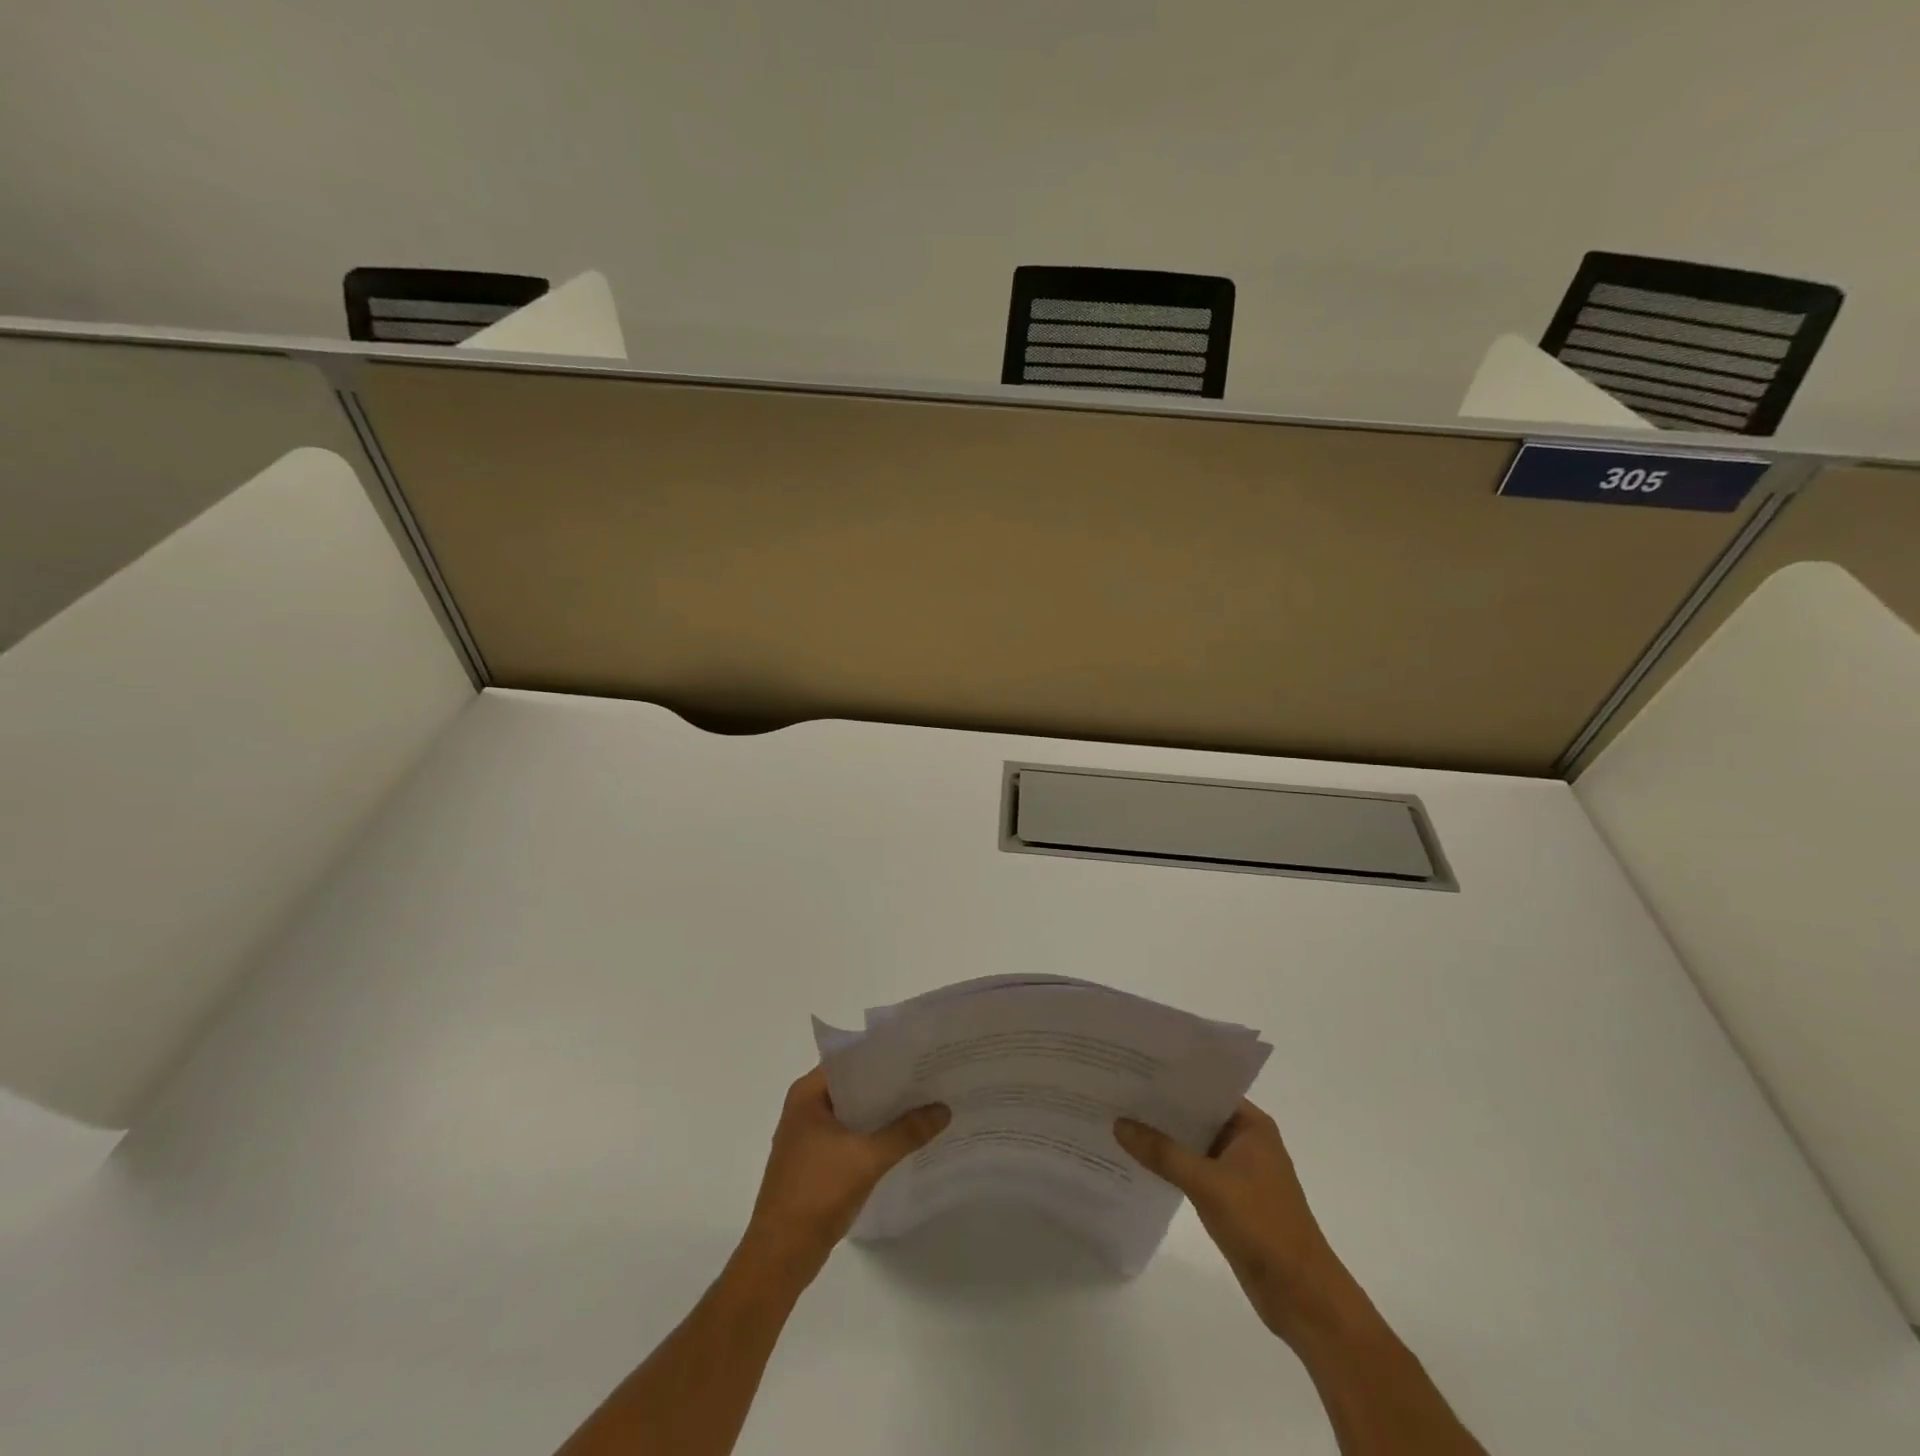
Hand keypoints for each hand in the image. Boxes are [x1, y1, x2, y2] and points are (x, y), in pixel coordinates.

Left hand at [739, 1066, 949, 1284]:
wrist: (780, 1256)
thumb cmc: (816, 1193)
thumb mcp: (867, 1158)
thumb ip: (906, 1132)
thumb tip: (943, 1109)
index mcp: (807, 1094)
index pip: (851, 1061)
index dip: (885, 1057)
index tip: (919, 1055)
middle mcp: (805, 1108)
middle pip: (855, 1087)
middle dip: (890, 1087)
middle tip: (929, 1079)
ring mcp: (808, 1138)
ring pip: (854, 1114)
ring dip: (883, 1114)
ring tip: (924, 1105)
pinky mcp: (815, 1163)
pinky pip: (850, 1138)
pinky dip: (873, 1137)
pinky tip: (903, 1141)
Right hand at [1115, 1100, 1357, 1342]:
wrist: (1302, 1297)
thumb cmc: (1262, 1226)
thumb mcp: (1207, 1184)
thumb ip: (1162, 1153)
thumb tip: (1118, 1123)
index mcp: (1251, 1126)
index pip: (1205, 1088)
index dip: (1171, 1078)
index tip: (1133, 1067)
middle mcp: (1246, 1141)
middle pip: (1197, 1114)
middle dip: (1161, 1107)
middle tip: (1117, 1090)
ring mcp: (1239, 1171)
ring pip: (1193, 1143)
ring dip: (1164, 1138)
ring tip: (1118, 1119)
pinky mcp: (1231, 1198)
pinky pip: (1194, 1169)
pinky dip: (1171, 1165)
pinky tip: (1139, 1161)